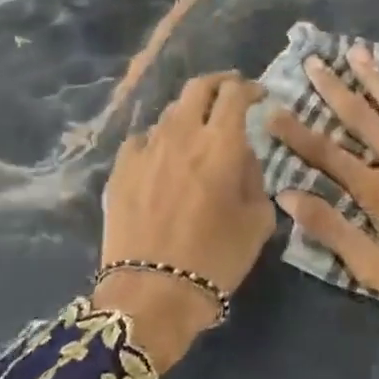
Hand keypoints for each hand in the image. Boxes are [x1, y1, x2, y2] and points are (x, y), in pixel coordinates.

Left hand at [94, 72, 272, 369]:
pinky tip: (162, 158)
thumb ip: (254, 176)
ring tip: (197, 131)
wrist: (151, 295)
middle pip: (199, 87)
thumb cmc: (215, 260)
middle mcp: (182, 134)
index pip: (235, 93)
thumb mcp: (257, 220)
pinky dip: (158, 140)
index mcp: (221, 143)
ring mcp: (146, 148)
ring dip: (189, 113)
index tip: (258, 96)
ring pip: (170, 112)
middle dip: (219, 83)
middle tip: (230, 94)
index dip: (250, 88)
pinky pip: (142, 140)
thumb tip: (241, 155)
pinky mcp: (120, 168)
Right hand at [267, 47, 378, 378]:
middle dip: (334, 88)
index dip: (296, 132)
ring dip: (377, 78)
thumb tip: (287, 195)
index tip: (273, 109)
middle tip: (313, 61)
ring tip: (357, 51)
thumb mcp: (375, 269)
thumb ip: (331, 229)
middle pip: (362, 118)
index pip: (326, 154)